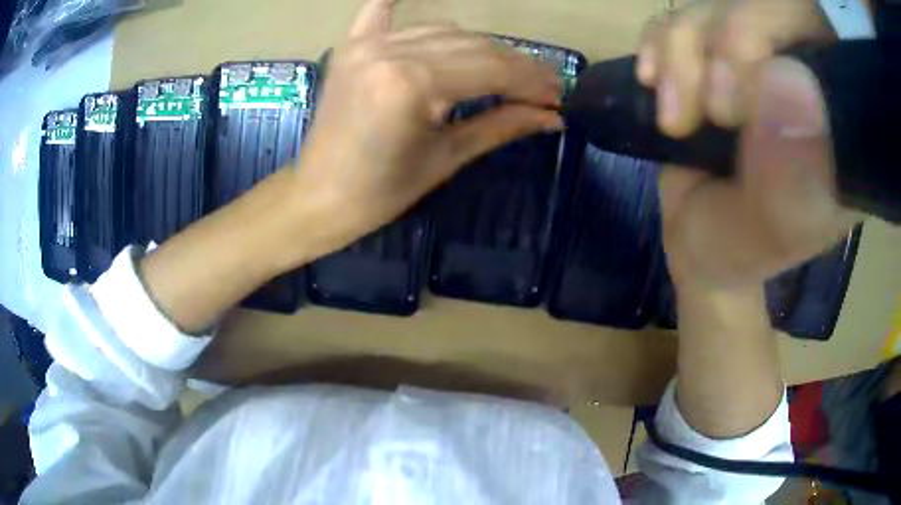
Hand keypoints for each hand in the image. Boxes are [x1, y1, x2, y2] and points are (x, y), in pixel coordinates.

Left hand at [277, 0, 562, 266]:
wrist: (318, 197)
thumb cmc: (381, 192)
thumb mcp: (446, 158)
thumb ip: (501, 126)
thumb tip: (552, 116)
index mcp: (413, 84)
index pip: (492, 70)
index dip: (532, 81)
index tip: (559, 95)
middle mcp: (391, 51)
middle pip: (473, 45)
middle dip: (516, 65)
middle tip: (545, 86)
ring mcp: (367, 44)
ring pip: (444, 30)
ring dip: (481, 46)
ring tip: (508, 69)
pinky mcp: (351, 47)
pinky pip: (379, 11)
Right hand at [639, 0, 862, 286]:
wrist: (697, 238)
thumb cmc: (738, 249)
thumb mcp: (770, 234)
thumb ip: (790, 177)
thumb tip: (788, 82)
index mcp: (841, 122)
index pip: (826, 34)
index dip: (777, 38)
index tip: (742, 109)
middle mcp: (807, 75)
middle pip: (767, 5)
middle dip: (724, 48)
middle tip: (711, 113)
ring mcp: (759, 56)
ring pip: (718, 5)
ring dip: (683, 55)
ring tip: (676, 119)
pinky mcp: (717, 52)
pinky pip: (682, 16)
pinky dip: (660, 44)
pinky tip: (654, 82)